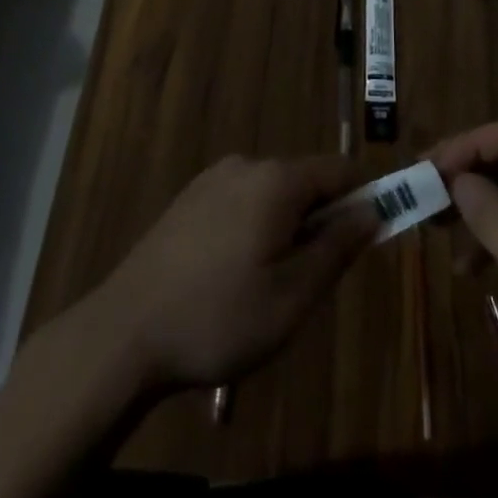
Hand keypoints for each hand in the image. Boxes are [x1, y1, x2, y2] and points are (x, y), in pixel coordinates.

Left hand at [90, 155, 375, 391]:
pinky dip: (255, 227)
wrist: (125, 333)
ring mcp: (213, 178)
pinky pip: (241, 201)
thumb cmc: (219, 317)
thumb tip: (373, 210)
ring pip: (272, 194)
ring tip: (269, 286)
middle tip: (312, 279)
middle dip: (321, 220)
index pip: (339, 170)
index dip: (363, 198)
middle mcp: (247, 164)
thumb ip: (337, 247)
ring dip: (287, 227)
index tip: (371, 236)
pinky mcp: (189, 198)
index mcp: (276, 180)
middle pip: (305, 181)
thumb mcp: (293, 296)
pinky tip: (233, 276)